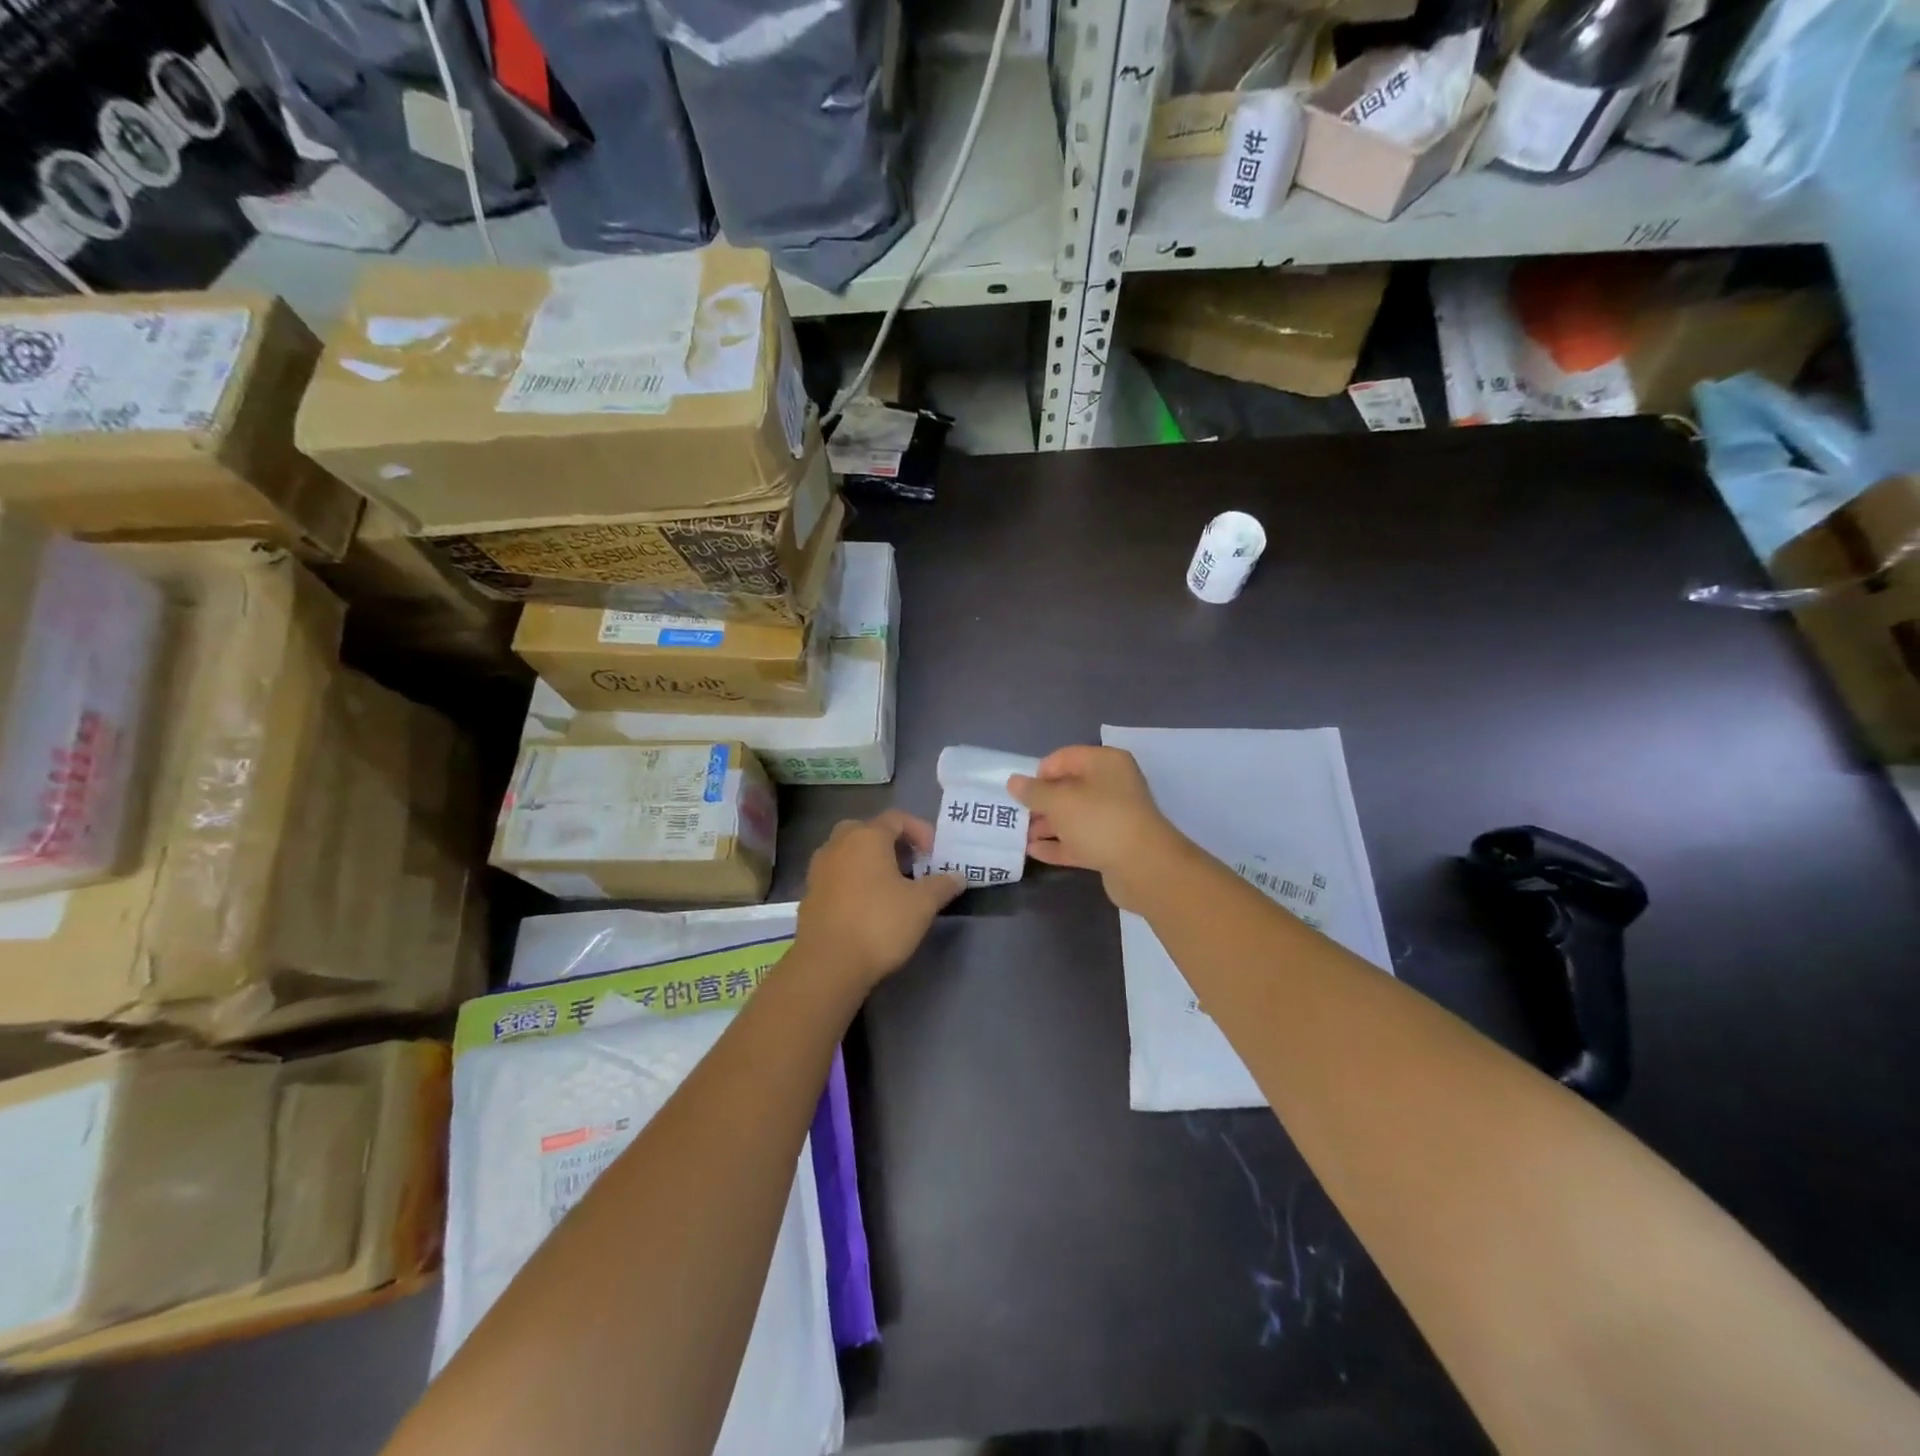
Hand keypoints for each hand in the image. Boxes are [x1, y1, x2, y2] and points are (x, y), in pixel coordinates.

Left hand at [794, 810, 963, 991]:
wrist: (828, 965)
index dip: (920, 831)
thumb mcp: (922, 904)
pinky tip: (866, 907)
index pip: (897, 818)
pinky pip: (836, 876)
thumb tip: (958, 876)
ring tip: (890, 887)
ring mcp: (819, 869)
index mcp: (866, 837)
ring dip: (870, 862)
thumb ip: (942, 885)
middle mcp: (838, 844)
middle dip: (892, 844)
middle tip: (910, 866)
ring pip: (848, 853)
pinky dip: (853, 882)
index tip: (934, 856)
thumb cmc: (879, 923)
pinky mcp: (809, 895)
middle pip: (868, 831)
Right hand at [1009, 746, 1188, 912]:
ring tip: (1020, 836)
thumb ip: (1033, 791)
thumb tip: (1013, 781)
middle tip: (1016, 816)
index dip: (1040, 773)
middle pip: (1068, 788)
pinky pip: (1080, 840)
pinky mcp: (1112, 845)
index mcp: (1105, 763)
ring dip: (1047, 825)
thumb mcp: (1059, 801)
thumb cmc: (1099, 820)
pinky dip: (1059, 844)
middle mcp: (1112, 785)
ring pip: (1073, 816)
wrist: (1144, 867)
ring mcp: (1114, 817)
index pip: (1064, 758)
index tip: (1021, 793)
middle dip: (1041, 802)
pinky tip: (1034, 852)